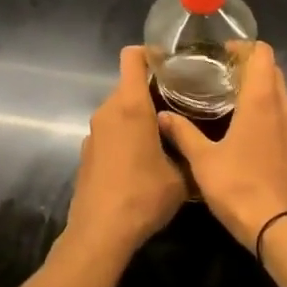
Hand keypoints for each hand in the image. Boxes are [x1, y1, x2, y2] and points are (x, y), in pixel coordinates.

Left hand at [65, 47, 187, 256]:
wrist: (100, 233)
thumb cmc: (143, 196)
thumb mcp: (181, 177)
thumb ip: (189, 152)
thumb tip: (199, 148)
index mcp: (131, 106)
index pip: (132, 57)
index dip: (150, 53)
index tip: (172, 63)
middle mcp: (108, 111)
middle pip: (129, 84)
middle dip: (152, 90)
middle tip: (181, 103)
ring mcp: (94, 132)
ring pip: (119, 109)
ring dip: (139, 115)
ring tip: (165, 133)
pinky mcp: (87, 152)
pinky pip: (110, 130)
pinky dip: (125, 135)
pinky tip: (141, 160)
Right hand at [158, 43, 286, 250]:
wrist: (279, 227)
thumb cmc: (239, 186)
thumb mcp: (202, 160)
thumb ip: (183, 133)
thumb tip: (162, 115)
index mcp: (262, 100)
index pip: (262, 54)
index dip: (244, 47)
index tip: (222, 53)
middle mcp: (282, 107)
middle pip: (272, 71)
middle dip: (250, 65)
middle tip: (220, 72)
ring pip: (279, 93)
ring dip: (260, 88)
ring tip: (229, 95)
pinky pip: (282, 115)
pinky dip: (266, 109)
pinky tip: (244, 125)